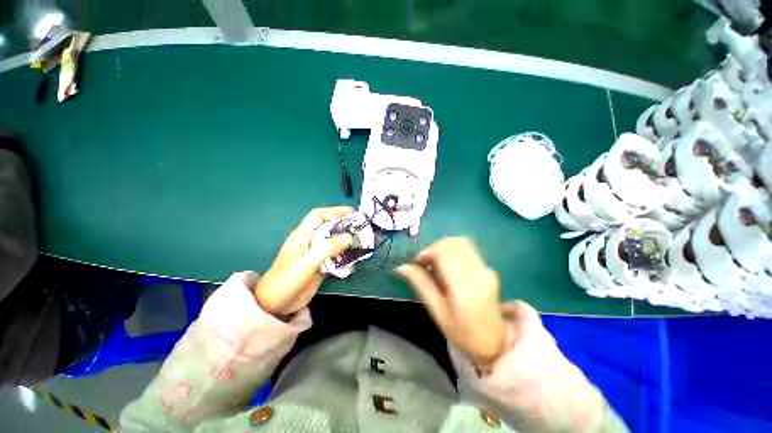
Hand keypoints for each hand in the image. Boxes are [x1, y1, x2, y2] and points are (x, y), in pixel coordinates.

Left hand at [254, 206, 354, 317]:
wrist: (275, 305)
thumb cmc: (287, 279)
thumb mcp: (307, 262)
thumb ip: (328, 248)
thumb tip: (349, 237)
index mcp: (303, 235)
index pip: (318, 215)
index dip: (334, 211)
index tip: (352, 213)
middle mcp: (310, 241)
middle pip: (328, 227)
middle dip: (344, 226)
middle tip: (361, 228)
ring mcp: (315, 254)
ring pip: (333, 241)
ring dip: (346, 241)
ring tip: (361, 243)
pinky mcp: (319, 265)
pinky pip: (334, 256)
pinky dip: (344, 256)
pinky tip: (352, 260)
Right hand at [396, 238, 507, 365]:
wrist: (493, 342)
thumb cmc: (461, 332)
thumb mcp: (437, 311)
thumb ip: (420, 285)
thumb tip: (401, 267)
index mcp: (464, 287)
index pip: (444, 254)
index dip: (427, 252)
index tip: (417, 262)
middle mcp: (478, 273)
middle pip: (453, 243)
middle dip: (434, 247)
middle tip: (424, 261)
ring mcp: (486, 269)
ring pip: (461, 242)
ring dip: (443, 246)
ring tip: (434, 261)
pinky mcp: (488, 268)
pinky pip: (467, 249)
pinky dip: (452, 250)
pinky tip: (446, 263)